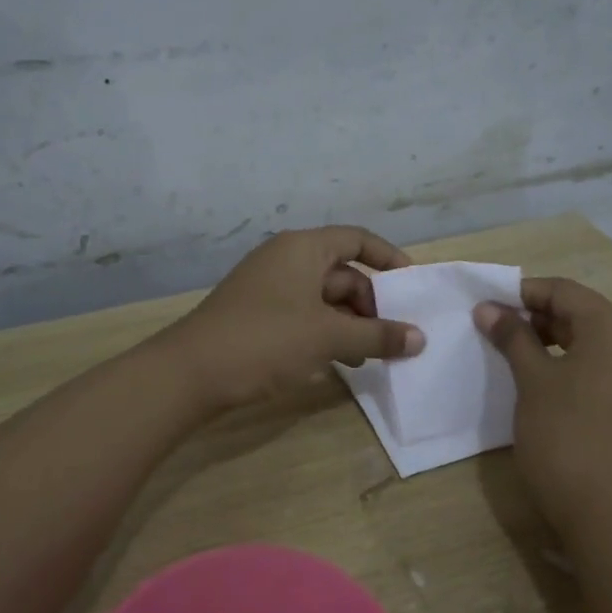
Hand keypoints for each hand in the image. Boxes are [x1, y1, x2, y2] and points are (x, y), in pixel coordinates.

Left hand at [167, 226, 425, 410]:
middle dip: (371, 304)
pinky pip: (303, 316)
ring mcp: (268, 288)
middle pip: (342, 273)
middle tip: (394, 337)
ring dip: (350, 324)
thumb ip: (377, 335)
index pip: (357, 240)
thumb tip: (420, 338)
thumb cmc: (265, 341)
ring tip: (372, 357)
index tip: (413, 287)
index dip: (389, 259)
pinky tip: (338, 363)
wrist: (190, 373)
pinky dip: (325, 334)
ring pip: (323, 299)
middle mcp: (285, 260)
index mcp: (303, 248)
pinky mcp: (257, 316)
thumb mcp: (328, 337)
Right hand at [475, 277, 611, 535]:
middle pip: (580, 313)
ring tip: (509, 352)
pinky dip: (568, 364)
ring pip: (590, 341)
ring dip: (549, 341)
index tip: (485, 303)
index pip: (564, 291)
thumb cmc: (565, 434)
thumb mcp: (532, 379)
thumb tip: (488, 308)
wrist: (608, 512)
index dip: (522, 292)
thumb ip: (512, 337)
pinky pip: (599, 367)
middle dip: (534, 316)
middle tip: (492, 328)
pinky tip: (538, 380)